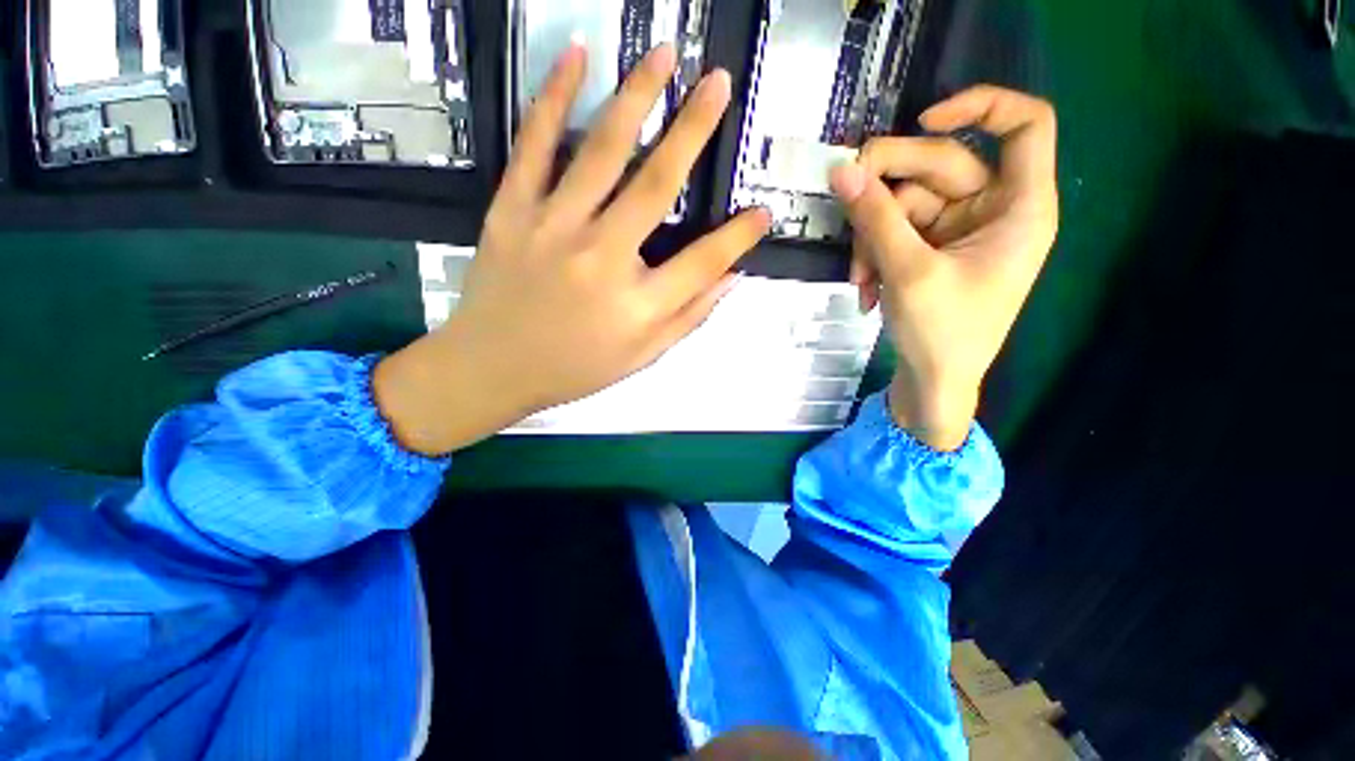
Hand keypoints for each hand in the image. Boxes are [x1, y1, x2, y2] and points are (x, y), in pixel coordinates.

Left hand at [374, 44, 770, 455]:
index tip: (764, 212)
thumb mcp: (642, 357)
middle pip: (657, 186)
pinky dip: (553, 97)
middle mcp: (601, 259)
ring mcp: (552, 229)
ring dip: (637, 96)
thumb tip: (731, 278)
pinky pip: (533, 145)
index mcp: (637, 304)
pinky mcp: (511, 211)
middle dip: (694, 130)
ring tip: (666, 55)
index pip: (703, 261)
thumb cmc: (574, 368)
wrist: (492, 368)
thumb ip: (689, 317)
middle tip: (720, 84)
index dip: (739, 236)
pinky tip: (576, 57)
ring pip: (601, 151)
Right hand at [830, 86, 1058, 450]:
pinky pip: (895, 230)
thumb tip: (842, 170)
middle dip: (887, 189)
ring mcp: (958, 230)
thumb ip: (875, 218)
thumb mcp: (908, 272)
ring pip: (905, 203)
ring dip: (871, 237)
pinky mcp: (930, 249)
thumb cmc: (942, 336)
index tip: (923, 119)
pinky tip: (866, 289)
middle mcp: (993, 210)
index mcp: (1020, 208)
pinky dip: (874, 254)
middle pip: (939, 163)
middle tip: (844, 199)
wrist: (933, 386)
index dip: (979, 106)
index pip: (1024, 124)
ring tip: (860, 279)